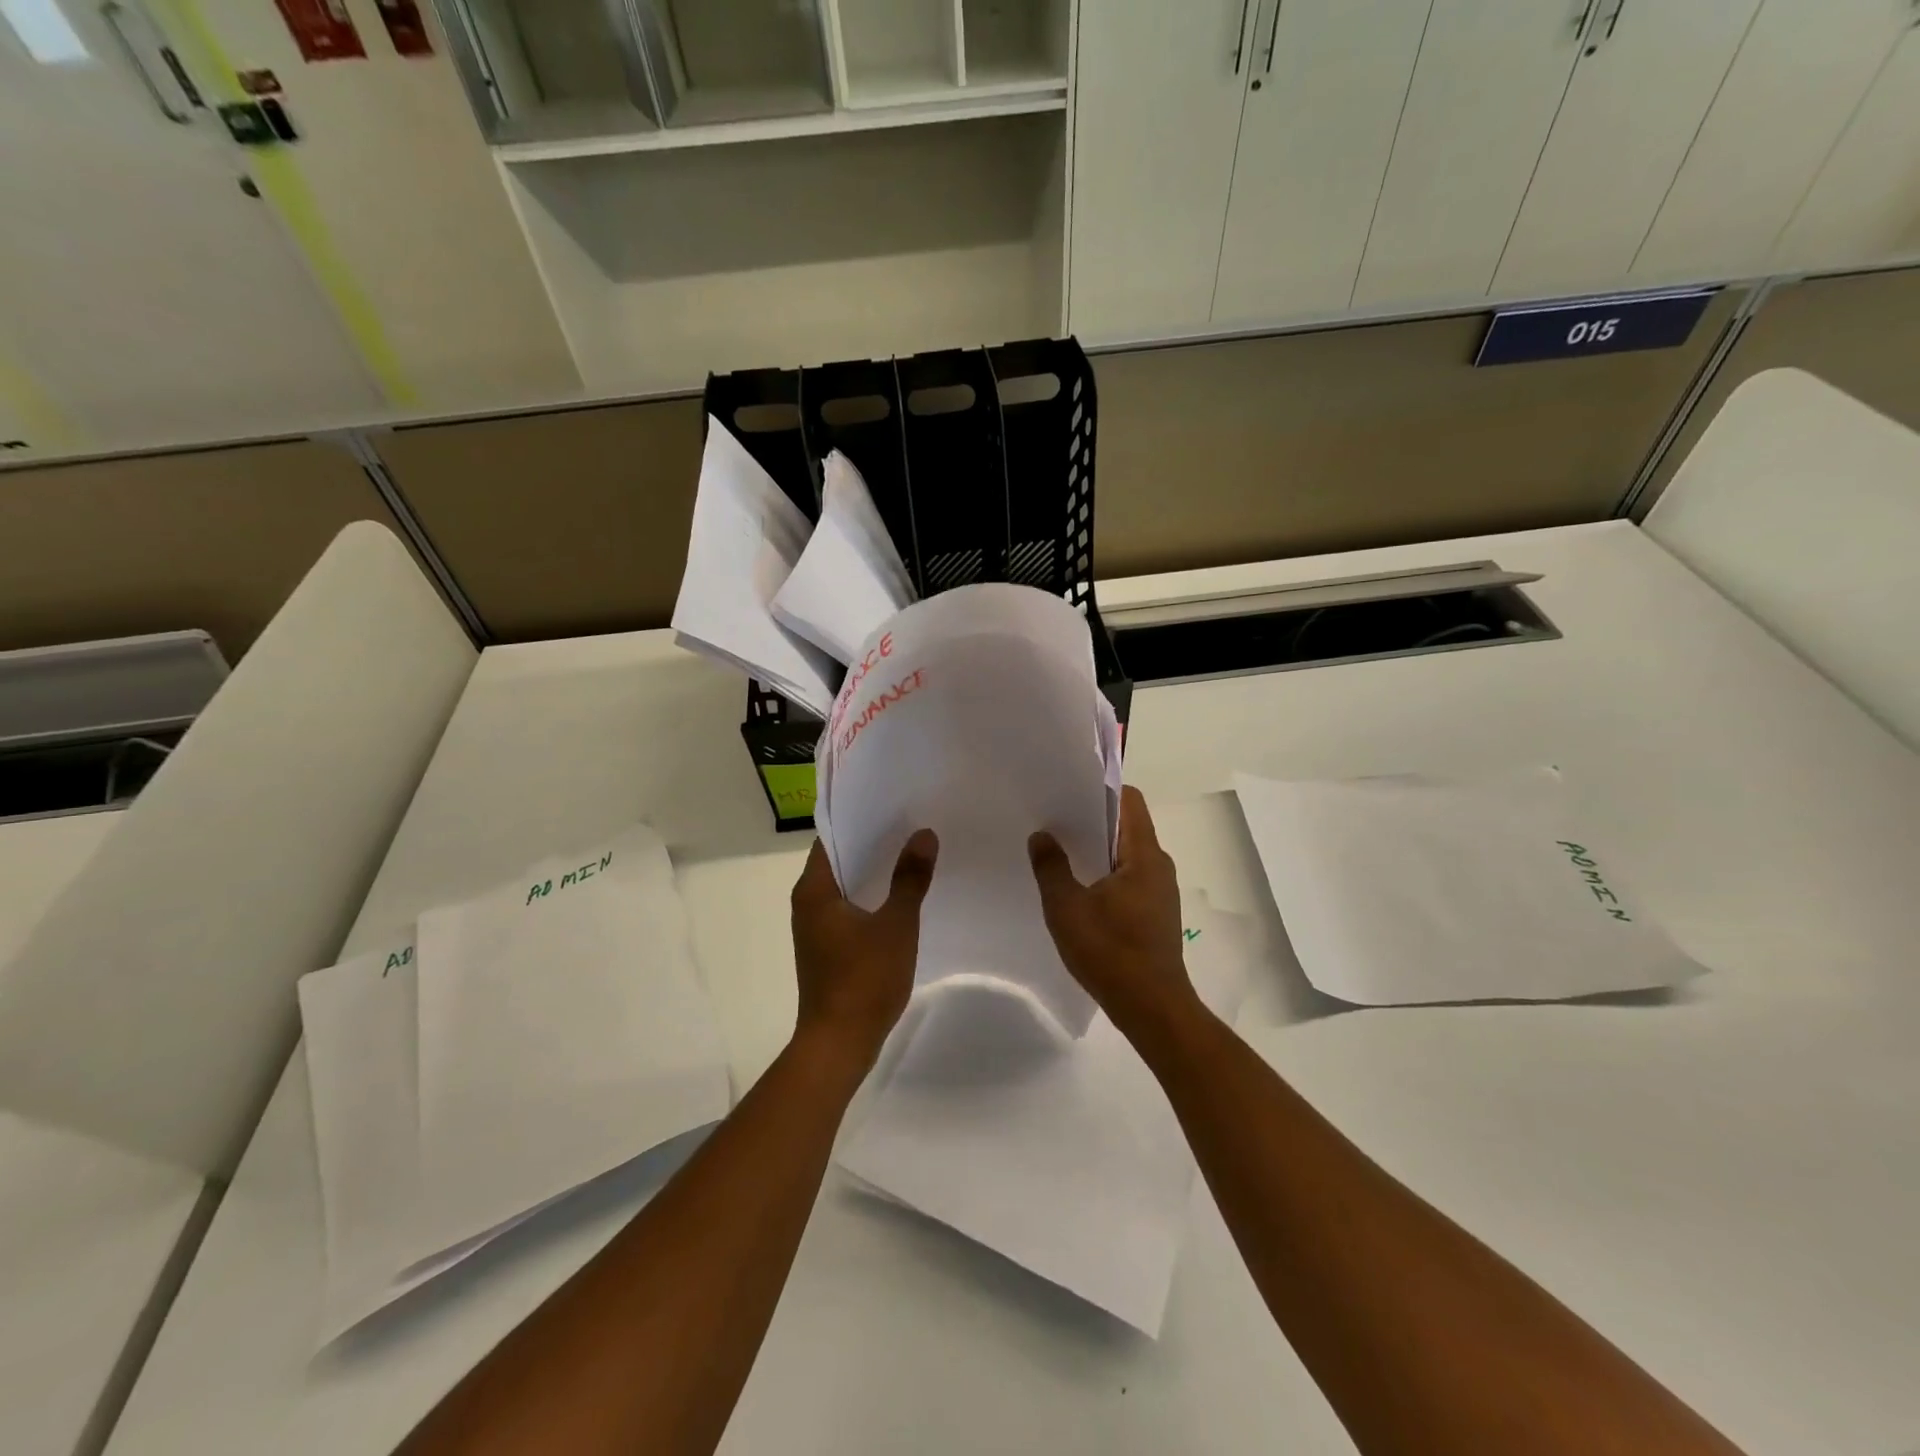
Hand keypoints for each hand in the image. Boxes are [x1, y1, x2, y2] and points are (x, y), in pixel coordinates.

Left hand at [790, 830, 938, 1071]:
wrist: (839, 1044)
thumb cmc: (864, 980)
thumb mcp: (896, 925)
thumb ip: (910, 878)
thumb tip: (924, 835)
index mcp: (814, 890)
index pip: (832, 837)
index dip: (860, 819)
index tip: (892, 805)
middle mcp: (807, 903)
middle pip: (839, 859)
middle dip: (873, 843)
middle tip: (911, 824)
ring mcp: (815, 927)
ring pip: (845, 886)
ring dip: (873, 871)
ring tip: (912, 853)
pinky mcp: (827, 948)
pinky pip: (849, 909)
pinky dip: (871, 897)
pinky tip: (901, 896)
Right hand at [1029, 787, 1199, 1044]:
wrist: (1153, 1009)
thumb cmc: (1110, 952)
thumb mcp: (1067, 908)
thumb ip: (1051, 867)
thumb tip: (1042, 836)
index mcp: (1144, 854)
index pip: (1129, 800)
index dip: (1100, 789)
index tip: (1067, 793)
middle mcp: (1158, 865)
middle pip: (1127, 825)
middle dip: (1092, 820)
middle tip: (1054, 822)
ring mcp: (1160, 891)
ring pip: (1126, 854)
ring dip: (1097, 851)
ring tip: (1060, 854)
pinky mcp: (1156, 914)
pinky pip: (1129, 878)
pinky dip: (1105, 875)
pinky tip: (1079, 891)